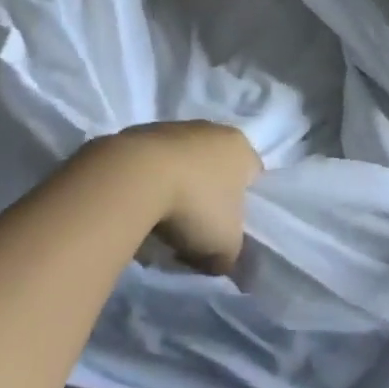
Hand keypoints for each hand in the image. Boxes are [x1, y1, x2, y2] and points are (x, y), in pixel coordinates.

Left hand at [101, 122, 260, 275]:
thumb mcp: (226, 246)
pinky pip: (155, 163)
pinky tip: (143, 204)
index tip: (228, 229)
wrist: (135, 177)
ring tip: (163, 221)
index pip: (252, 176)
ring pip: (185, 163)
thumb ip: (231, 253)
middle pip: (217, 168)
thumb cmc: (195, 206)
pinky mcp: (141, 132)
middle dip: (208, 196)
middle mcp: (212, 129)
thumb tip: (220, 260)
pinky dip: (152, 181)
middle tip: (196, 229)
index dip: (244, 204)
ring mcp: (175, 127)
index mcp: (241, 148)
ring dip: (178, 187)